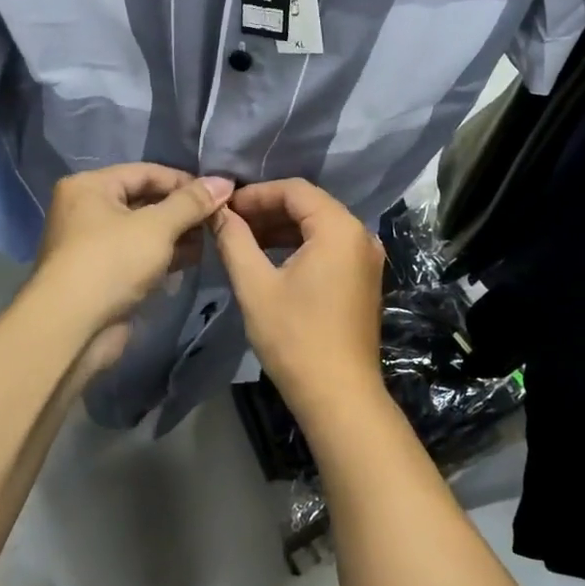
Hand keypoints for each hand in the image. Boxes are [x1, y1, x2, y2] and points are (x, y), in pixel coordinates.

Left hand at [34, 165, 232, 388]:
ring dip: (178, 235)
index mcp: (90, 186)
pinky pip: (139, 256)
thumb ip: (191, 202)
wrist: (72, 328)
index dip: (184, 181)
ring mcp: (94, 245)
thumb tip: (223, 181)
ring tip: (211, 240)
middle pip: (145, 200)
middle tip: (218, 219)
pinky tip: (193, 261)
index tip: (219, 193)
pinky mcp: (103, 275)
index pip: (146, 172)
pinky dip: (164, 256)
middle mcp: (87, 210)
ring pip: (145, 231)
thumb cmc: (112, 262)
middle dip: (183, 210)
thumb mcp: (157, 226)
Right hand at [210, 178, 386, 417]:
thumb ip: (234, 240)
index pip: (294, 190)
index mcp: (339, 228)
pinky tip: (270, 258)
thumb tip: (217, 212)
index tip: (225, 208)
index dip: (256, 194)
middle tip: (230, 223)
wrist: (339, 395)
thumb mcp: (256, 285)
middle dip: (267, 210)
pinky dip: (300, 246)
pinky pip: (329, 247)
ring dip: (282, 228)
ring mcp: (366, 258)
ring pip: (319, 227)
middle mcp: (360, 235)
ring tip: (243, 239)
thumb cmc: (295, 337)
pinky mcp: (364, 279)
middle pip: (309, 205)